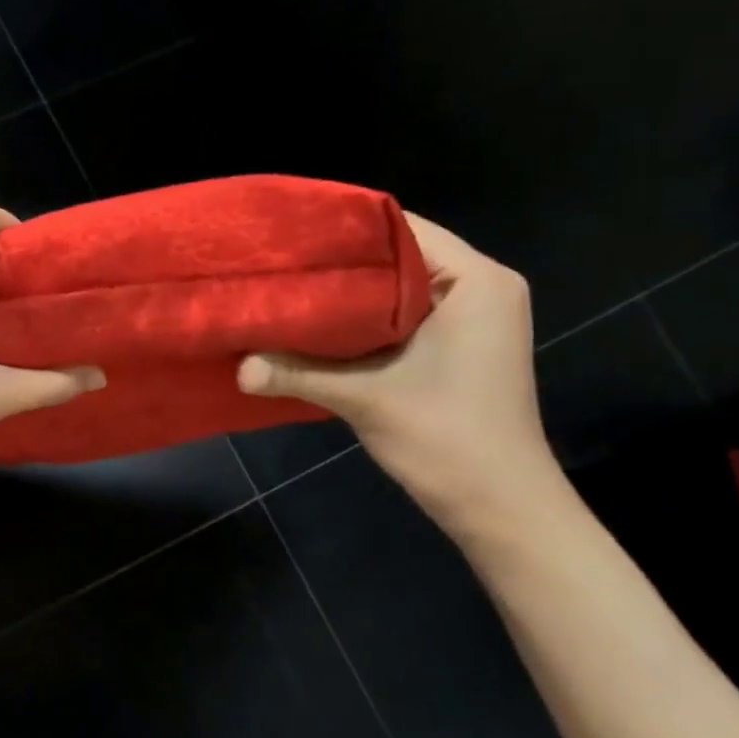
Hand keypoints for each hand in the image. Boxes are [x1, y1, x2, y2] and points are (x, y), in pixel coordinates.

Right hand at [237, 214, 561, 530]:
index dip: (344, 230)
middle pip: (400, 256)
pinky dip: (367, 318)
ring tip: (292, 291)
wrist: (501, 508)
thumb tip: (237, 368)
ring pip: (401, 287)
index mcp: (476, 281)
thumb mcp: (365, 399)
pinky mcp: (462, 346)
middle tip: (282, 266)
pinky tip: (321, 328)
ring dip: (352, 294)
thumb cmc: (447, 439)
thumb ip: (298, 374)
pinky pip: (407, 313)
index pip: (402, 229)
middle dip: (342, 263)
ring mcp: (475, 319)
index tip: (290, 238)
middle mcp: (483, 288)